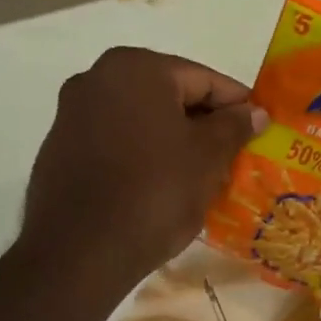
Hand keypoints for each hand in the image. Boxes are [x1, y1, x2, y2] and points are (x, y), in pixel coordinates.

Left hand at [16, 47, 265, 291]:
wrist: (80, 252)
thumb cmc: (154, 192)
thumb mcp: (207, 158)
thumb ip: (234, 126)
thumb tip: (254, 112)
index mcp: (136, 68)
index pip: (204, 79)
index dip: (237, 105)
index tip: (260, 130)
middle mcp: (97, 78)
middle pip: (169, 96)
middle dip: (203, 124)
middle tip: (234, 155)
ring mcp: (72, 114)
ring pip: (141, 121)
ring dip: (173, 140)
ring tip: (201, 175)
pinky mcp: (59, 150)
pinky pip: (115, 143)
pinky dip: (142, 156)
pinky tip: (160, 187)